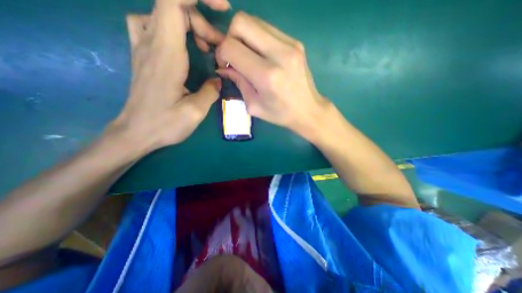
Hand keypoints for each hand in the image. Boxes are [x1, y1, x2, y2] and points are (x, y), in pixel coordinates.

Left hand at [109, 0, 229, 150]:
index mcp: (166, 55)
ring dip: (190, 26)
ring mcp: (143, 47)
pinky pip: (154, 24)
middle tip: (216, 48)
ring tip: (204, 49)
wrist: (136, 132)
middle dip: (202, 22)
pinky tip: (184, 47)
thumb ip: (210, 91)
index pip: (173, 2)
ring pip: (164, 15)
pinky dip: (174, 28)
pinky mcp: (144, 55)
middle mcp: (150, 43)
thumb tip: (218, 79)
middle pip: (173, 8)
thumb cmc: (165, 124)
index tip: (222, 7)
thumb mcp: (195, 112)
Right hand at [214, 11, 326, 134]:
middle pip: (241, 22)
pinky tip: (262, 55)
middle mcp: (279, 54)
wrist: (308, 110)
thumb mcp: (254, 105)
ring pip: (254, 21)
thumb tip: (224, 67)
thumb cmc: (281, 113)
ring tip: (249, 56)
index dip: (222, 53)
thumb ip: (238, 82)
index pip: (231, 46)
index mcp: (266, 75)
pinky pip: (268, 29)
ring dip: (244, 37)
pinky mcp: (296, 42)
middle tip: (236, 57)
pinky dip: (258, 38)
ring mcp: (290, 44)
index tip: (226, 65)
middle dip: (231, 37)